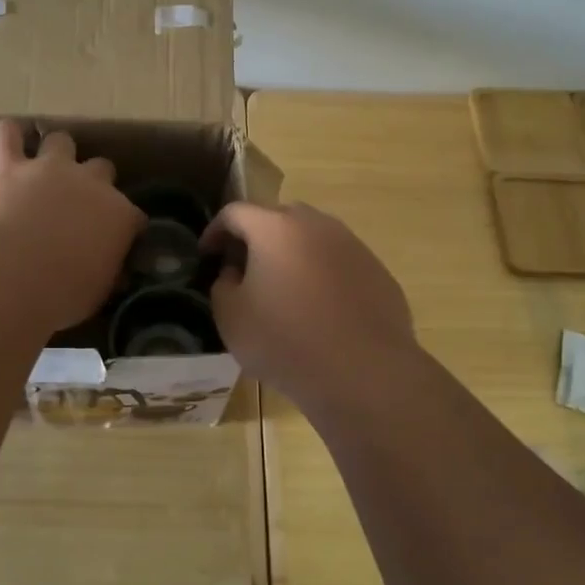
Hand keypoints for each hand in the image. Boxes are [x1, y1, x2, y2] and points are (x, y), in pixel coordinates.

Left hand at [0, 121, 145, 331]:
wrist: (12, 276)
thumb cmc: (62, 295)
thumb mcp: (98, 292)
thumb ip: (107, 272)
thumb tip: (113, 272)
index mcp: (119, 216)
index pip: (133, 215)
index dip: (124, 226)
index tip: (115, 241)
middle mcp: (91, 183)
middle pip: (103, 168)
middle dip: (94, 182)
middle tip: (78, 204)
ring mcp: (49, 169)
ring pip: (61, 141)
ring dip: (56, 153)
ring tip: (45, 168)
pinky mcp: (8, 166)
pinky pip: (7, 135)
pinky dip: (8, 136)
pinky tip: (9, 141)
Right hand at [201, 201, 416, 407]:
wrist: (363, 372)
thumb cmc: (285, 341)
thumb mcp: (231, 317)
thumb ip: (223, 284)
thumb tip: (236, 272)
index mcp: (275, 228)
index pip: (235, 212)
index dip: (215, 231)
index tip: (207, 255)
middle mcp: (317, 225)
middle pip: (278, 218)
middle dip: (256, 237)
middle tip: (245, 269)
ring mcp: (353, 245)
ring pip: (313, 238)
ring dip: (293, 255)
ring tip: (284, 290)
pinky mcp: (377, 271)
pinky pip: (339, 263)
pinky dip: (323, 275)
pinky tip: (321, 310)